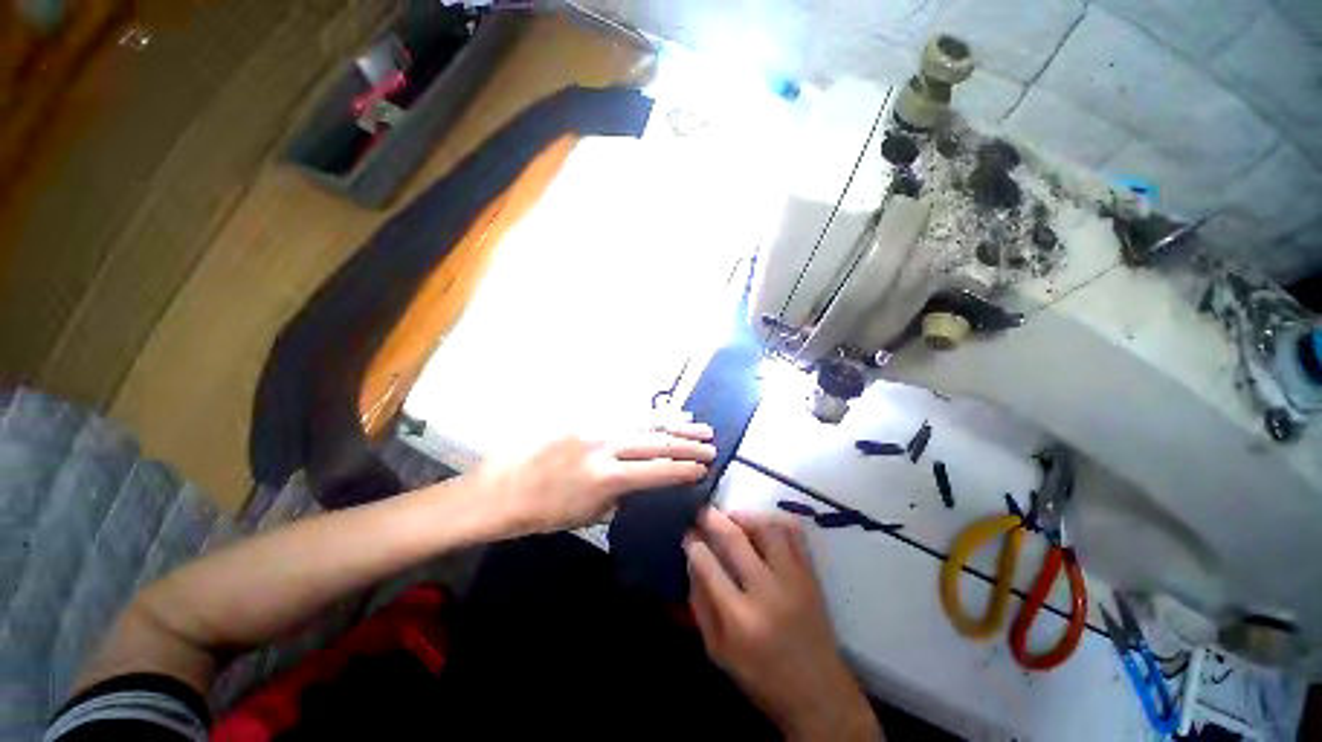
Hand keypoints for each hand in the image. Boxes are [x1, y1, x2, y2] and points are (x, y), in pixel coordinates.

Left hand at [475, 423, 715, 535]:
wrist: (503, 488)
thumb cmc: (544, 512)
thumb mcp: (589, 515)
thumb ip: (622, 497)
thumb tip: (644, 485)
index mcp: (606, 478)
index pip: (657, 471)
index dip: (684, 470)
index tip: (705, 468)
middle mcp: (606, 446)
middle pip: (657, 442)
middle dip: (688, 444)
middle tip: (712, 445)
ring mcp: (596, 427)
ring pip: (646, 422)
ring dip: (676, 424)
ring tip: (700, 425)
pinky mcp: (588, 418)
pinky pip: (627, 414)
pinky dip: (651, 414)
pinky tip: (667, 413)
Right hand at [685, 509, 881, 741]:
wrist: (818, 692)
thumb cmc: (761, 675)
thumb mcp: (718, 651)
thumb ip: (700, 604)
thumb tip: (692, 560)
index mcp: (740, 619)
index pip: (709, 566)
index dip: (694, 544)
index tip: (688, 534)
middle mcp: (767, 593)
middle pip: (735, 540)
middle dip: (713, 519)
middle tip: (704, 512)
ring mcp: (794, 580)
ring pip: (767, 528)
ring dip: (745, 516)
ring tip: (733, 518)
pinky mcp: (811, 574)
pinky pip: (795, 533)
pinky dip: (775, 520)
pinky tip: (762, 524)